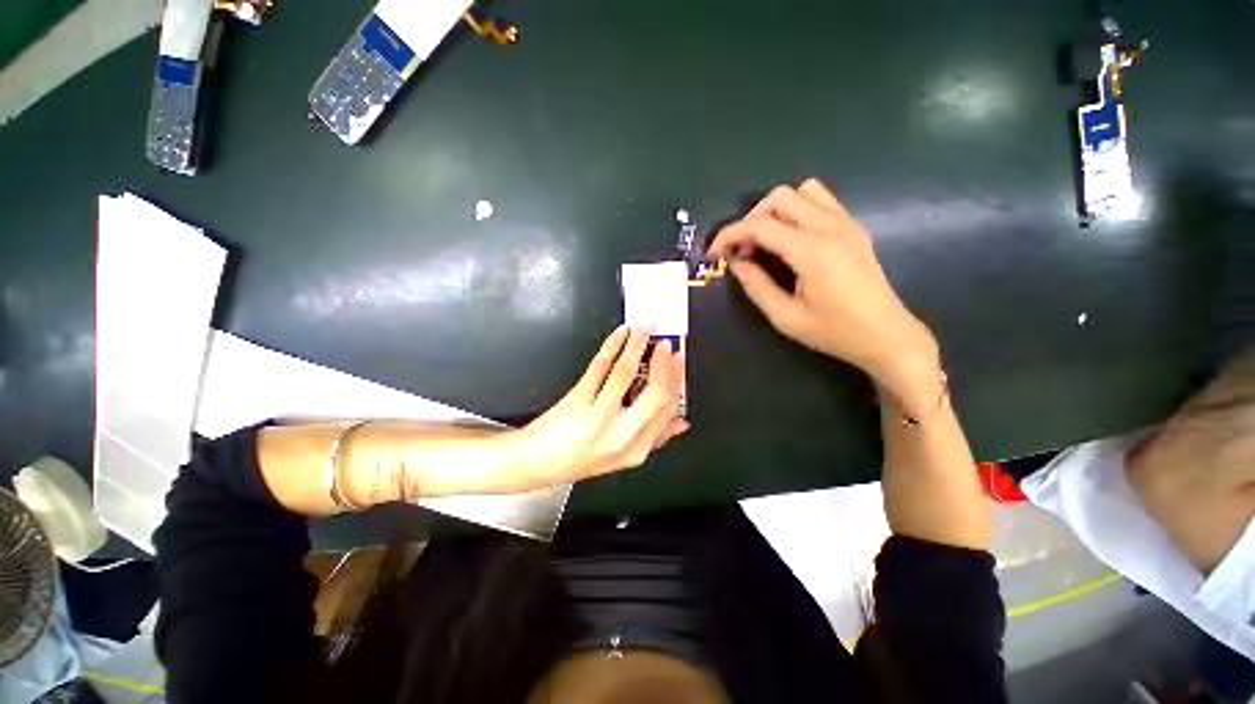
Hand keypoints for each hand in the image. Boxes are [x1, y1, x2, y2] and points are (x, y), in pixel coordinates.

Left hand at [515, 326, 687, 486]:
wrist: (535, 463)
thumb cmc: (578, 459)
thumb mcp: (622, 456)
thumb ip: (654, 439)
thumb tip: (682, 423)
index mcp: (636, 450)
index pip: (667, 410)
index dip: (676, 380)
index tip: (679, 360)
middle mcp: (621, 436)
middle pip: (656, 393)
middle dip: (665, 363)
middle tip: (667, 343)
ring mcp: (598, 418)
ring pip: (626, 373)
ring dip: (639, 345)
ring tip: (645, 328)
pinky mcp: (577, 402)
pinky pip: (600, 367)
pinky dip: (613, 345)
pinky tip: (621, 334)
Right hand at [708, 179, 939, 402]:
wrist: (886, 335)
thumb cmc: (834, 332)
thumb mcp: (785, 317)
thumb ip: (756, 286)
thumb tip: (736, 263)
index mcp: (811, 251)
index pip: (759, 226)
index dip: (729, 236)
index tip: (714, 253)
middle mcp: (830, 227)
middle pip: (779, 197)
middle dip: (751, 220)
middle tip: (745, 252)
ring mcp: (846, 223)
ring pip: (802, 191)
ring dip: (776, 211)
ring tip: (768, 241)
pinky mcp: (854, 227)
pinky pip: (821, 200)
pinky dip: (798, 211)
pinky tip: (793, 239)